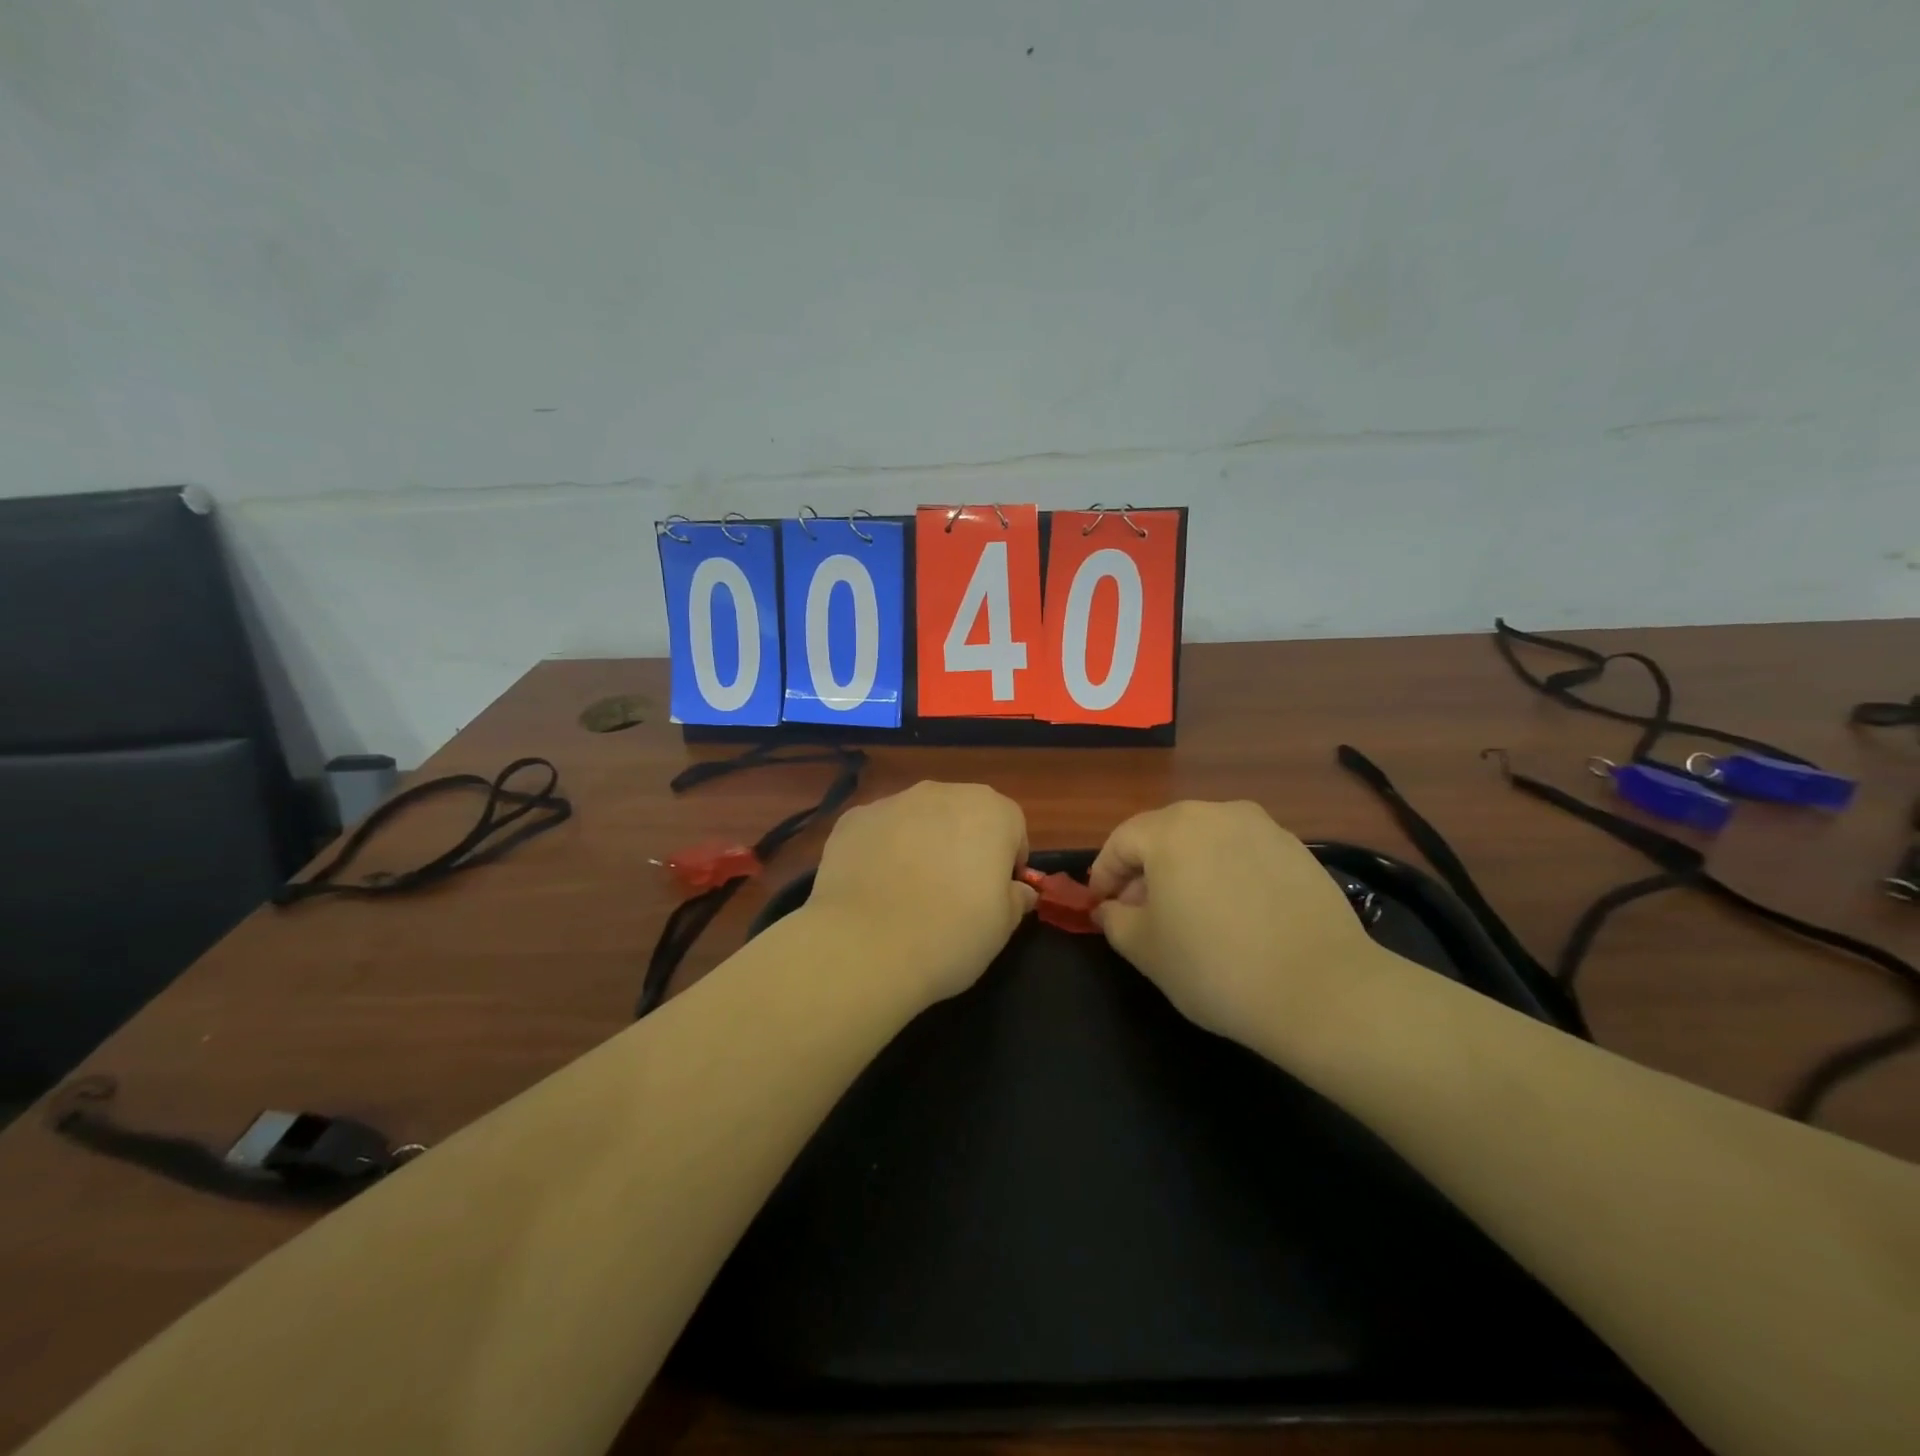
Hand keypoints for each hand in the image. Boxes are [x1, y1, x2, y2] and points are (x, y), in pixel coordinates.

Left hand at [803, 782, 1037, 1006]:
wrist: (865, 946)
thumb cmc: (951, 934)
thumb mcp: (1002, 927)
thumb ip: (1015, 898)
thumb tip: (1018, 890)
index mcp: (990, 811)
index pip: (1011, 827)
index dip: (1007, 861)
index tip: (996, 894)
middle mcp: (942, 793)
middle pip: (963, 814)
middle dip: (963, 844)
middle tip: (953, 892)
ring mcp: (892, 801)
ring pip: (918, 819)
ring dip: (920, 843)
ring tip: (907, 893)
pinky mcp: (852, 819)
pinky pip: (878, 831)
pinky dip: (880, 851)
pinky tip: (873, 888)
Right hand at [1089, 801, 1386, 1045]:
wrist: (1322, 990)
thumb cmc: (1214, 966)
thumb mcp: (1145, 949)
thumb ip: (1115, 921)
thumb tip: (1110, 909)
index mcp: (1171, 830)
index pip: (1121, 841)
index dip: (1103, 874)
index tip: (1100, 905)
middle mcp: (1216, 814)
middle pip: (1165, 834)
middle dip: (1144, 869)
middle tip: (1140, 911)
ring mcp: (1262, 828)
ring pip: (1206, 841)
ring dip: (1187, 869)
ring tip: (1188, 912)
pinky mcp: (1298, 850)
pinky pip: (1244, 853)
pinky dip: (1227, 874)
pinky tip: (1234, 913)